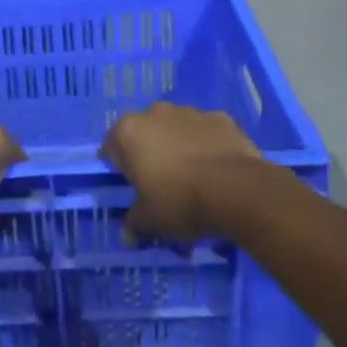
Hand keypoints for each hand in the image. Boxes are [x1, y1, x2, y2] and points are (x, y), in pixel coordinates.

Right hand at [100, 103, 261, 242]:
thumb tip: (128, 234)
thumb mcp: (149, 221)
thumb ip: (134, 223)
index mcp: (129, 132)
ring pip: (177, 129)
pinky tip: (216, 169)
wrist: (236, 190)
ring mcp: (191, 112)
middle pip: (145, 134)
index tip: (131, 189)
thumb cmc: (179, 201)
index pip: (111, 148)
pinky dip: (207, 145)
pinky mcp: (221, 117)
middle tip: (161, 183)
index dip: (119, 169)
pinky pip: (206, 132)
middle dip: (150, 153)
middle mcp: (156, 113)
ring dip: (179, 146)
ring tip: (193, 177)